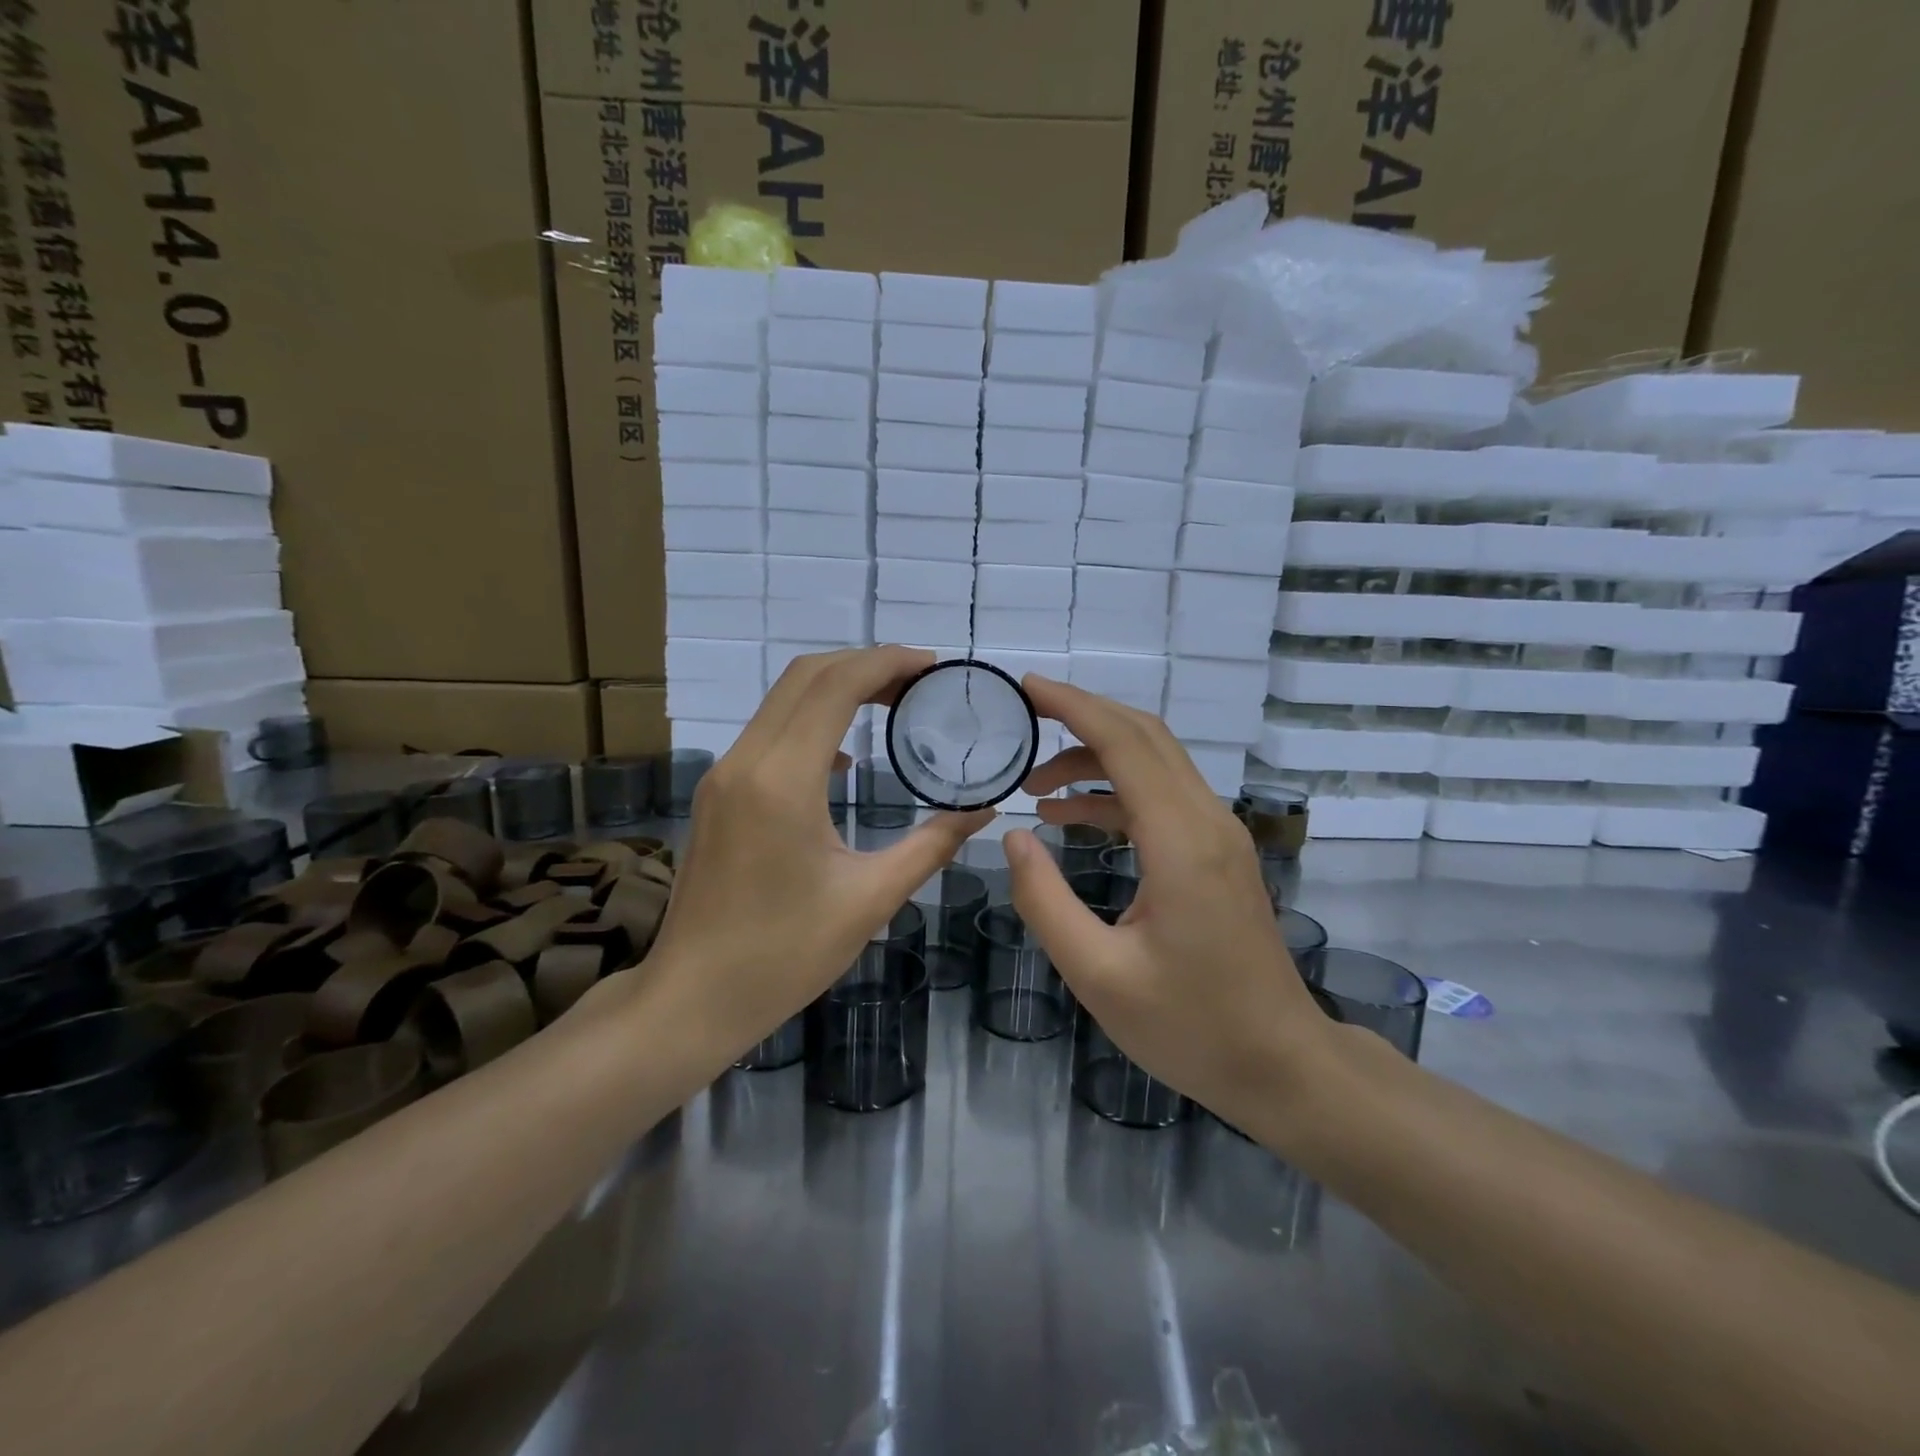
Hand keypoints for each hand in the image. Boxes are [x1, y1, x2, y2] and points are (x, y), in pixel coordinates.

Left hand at [648, 647, 992, 1060]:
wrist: (692, 998)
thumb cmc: (784, 955)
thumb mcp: (870, 899)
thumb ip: (931, 845)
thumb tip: (983, 811)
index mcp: (782, 781)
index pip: (835, 686)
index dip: (887, 663)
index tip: (933, 665)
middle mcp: (746, 761)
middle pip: (805, 676)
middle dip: (866, 664)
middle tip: (920, 680)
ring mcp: (724, 775)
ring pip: (783, 699)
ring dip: (837, 687)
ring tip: (893, 702)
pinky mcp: (718, 793)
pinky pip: (769, 731)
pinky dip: (812, 719)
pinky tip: (847, 756)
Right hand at [1003, 677, 1332, 1124]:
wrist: (1279, 1063)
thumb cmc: (1189, 1027)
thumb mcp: (1097, 974)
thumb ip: (1045, 901)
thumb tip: (1013, 836)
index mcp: (1179, 842)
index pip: (1124, 743)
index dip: (1073, 707)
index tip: (1026, 688)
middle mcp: (1205, 821)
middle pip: (1145, 735)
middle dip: (1082, 715)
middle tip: (1024, 715)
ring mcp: (1218, 834)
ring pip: (1155, 761)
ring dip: (1095, 756)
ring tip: (1035, 784)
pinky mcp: (1217, 852)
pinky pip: (1162, 796)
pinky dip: (1115, 790)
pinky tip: (1072, 815)